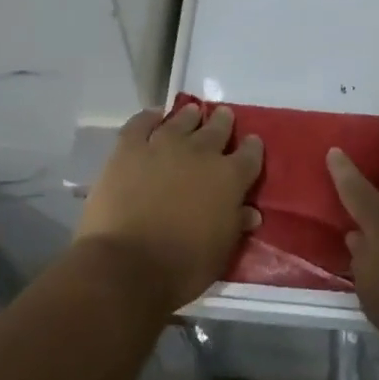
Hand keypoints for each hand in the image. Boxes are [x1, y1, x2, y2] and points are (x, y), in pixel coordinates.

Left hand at [74, 104, 263, 312]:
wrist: (127, 265)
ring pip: (182, 120)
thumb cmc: (182, 266)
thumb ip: (235, 225)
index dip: (251, 147)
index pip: (249, 155)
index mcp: (229, 178)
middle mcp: (200, 153)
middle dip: (222, 123)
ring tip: (192, 112)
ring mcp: (163, 145)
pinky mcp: (129, 148)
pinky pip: (141, 123)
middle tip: (223, 117)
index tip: (251, 143)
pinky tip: (155, 116)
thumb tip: (250, 212)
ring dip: (190, 116)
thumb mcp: (221, 251)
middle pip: (217, 129)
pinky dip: (150, 117)